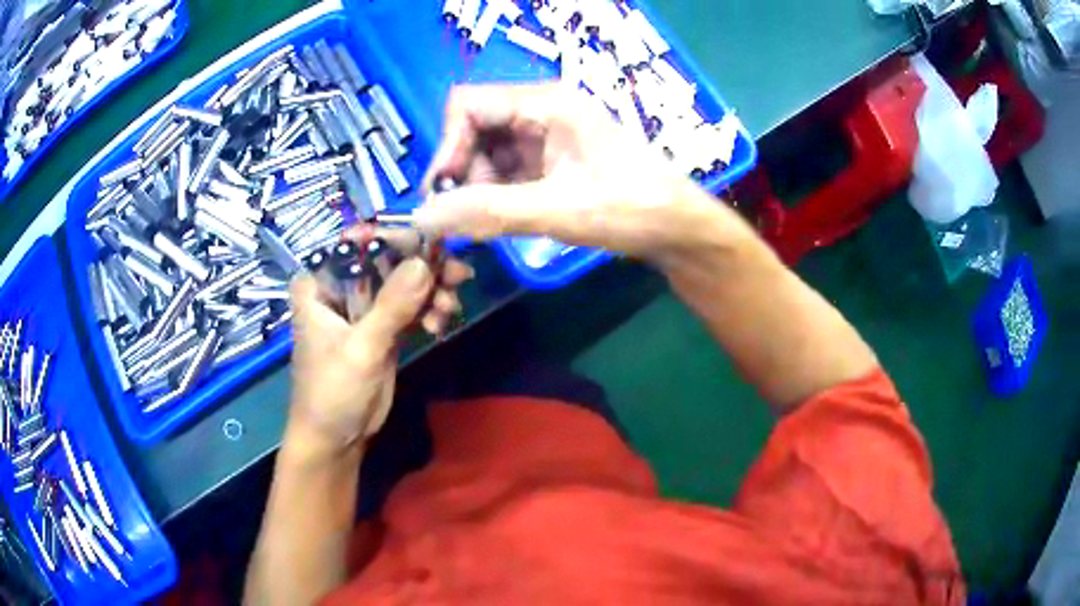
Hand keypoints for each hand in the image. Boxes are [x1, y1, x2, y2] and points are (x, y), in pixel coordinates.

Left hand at [288, 233, 473, 451]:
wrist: (336, 440)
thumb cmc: (332, 392)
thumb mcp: (360, 349)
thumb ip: (391, 306)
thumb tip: (425, 261)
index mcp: (319, 283)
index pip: (358, 243)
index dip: (396, 237)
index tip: (434, 243)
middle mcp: (340, 287)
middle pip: (387, 259)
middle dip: (423, 266)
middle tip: (458, 274)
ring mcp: (363, 307)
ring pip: (404, 281)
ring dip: (432, 290)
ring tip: (450, 308)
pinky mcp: (382, 327)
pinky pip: (411, 306)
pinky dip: (429, 309)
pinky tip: (442, 322)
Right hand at [413, 82, 731, 261]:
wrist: (677, 230)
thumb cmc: (630, 209)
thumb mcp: (557, 209)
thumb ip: (486, 211)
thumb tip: (423, 218)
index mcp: (547, 103)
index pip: (468, 105)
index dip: (448, 146)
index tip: (444, 193)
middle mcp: (541, 110)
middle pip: (474, 129)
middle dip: (463, 172)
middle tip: (464, 217)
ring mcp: (546, 135)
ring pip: (486, 152)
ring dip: (477, 188)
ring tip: (486, 225)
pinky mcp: (550, 159)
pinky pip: (505, 169)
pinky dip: (494, 194)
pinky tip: (499, 221)